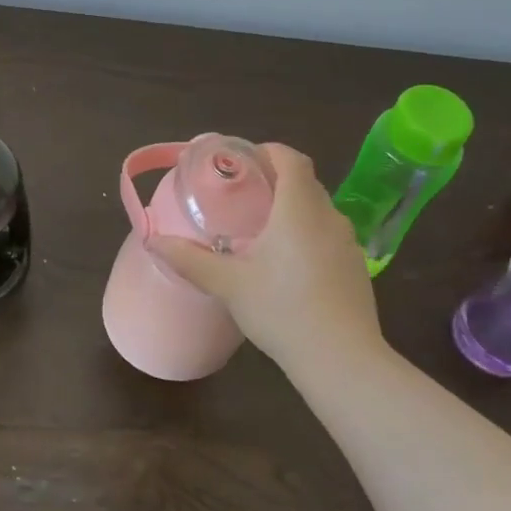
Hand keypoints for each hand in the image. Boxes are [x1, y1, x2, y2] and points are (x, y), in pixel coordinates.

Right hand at [149, 144, 382, 370]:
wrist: (340, 358)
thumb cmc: (281, 310)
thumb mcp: (229, 284)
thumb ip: (190, 259)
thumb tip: (154, 240)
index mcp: (298, 210)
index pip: (291, 158)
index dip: (268, 152)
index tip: (242, 163)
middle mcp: (328, 217)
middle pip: (304, 182)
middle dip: (275, 181)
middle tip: (242, 197)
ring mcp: (348, 243)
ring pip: (318, 211)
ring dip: (293, 210)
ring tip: (262, 232)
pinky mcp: (356, 268)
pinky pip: (328, 236)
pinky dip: (308, 236)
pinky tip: (288, 267)